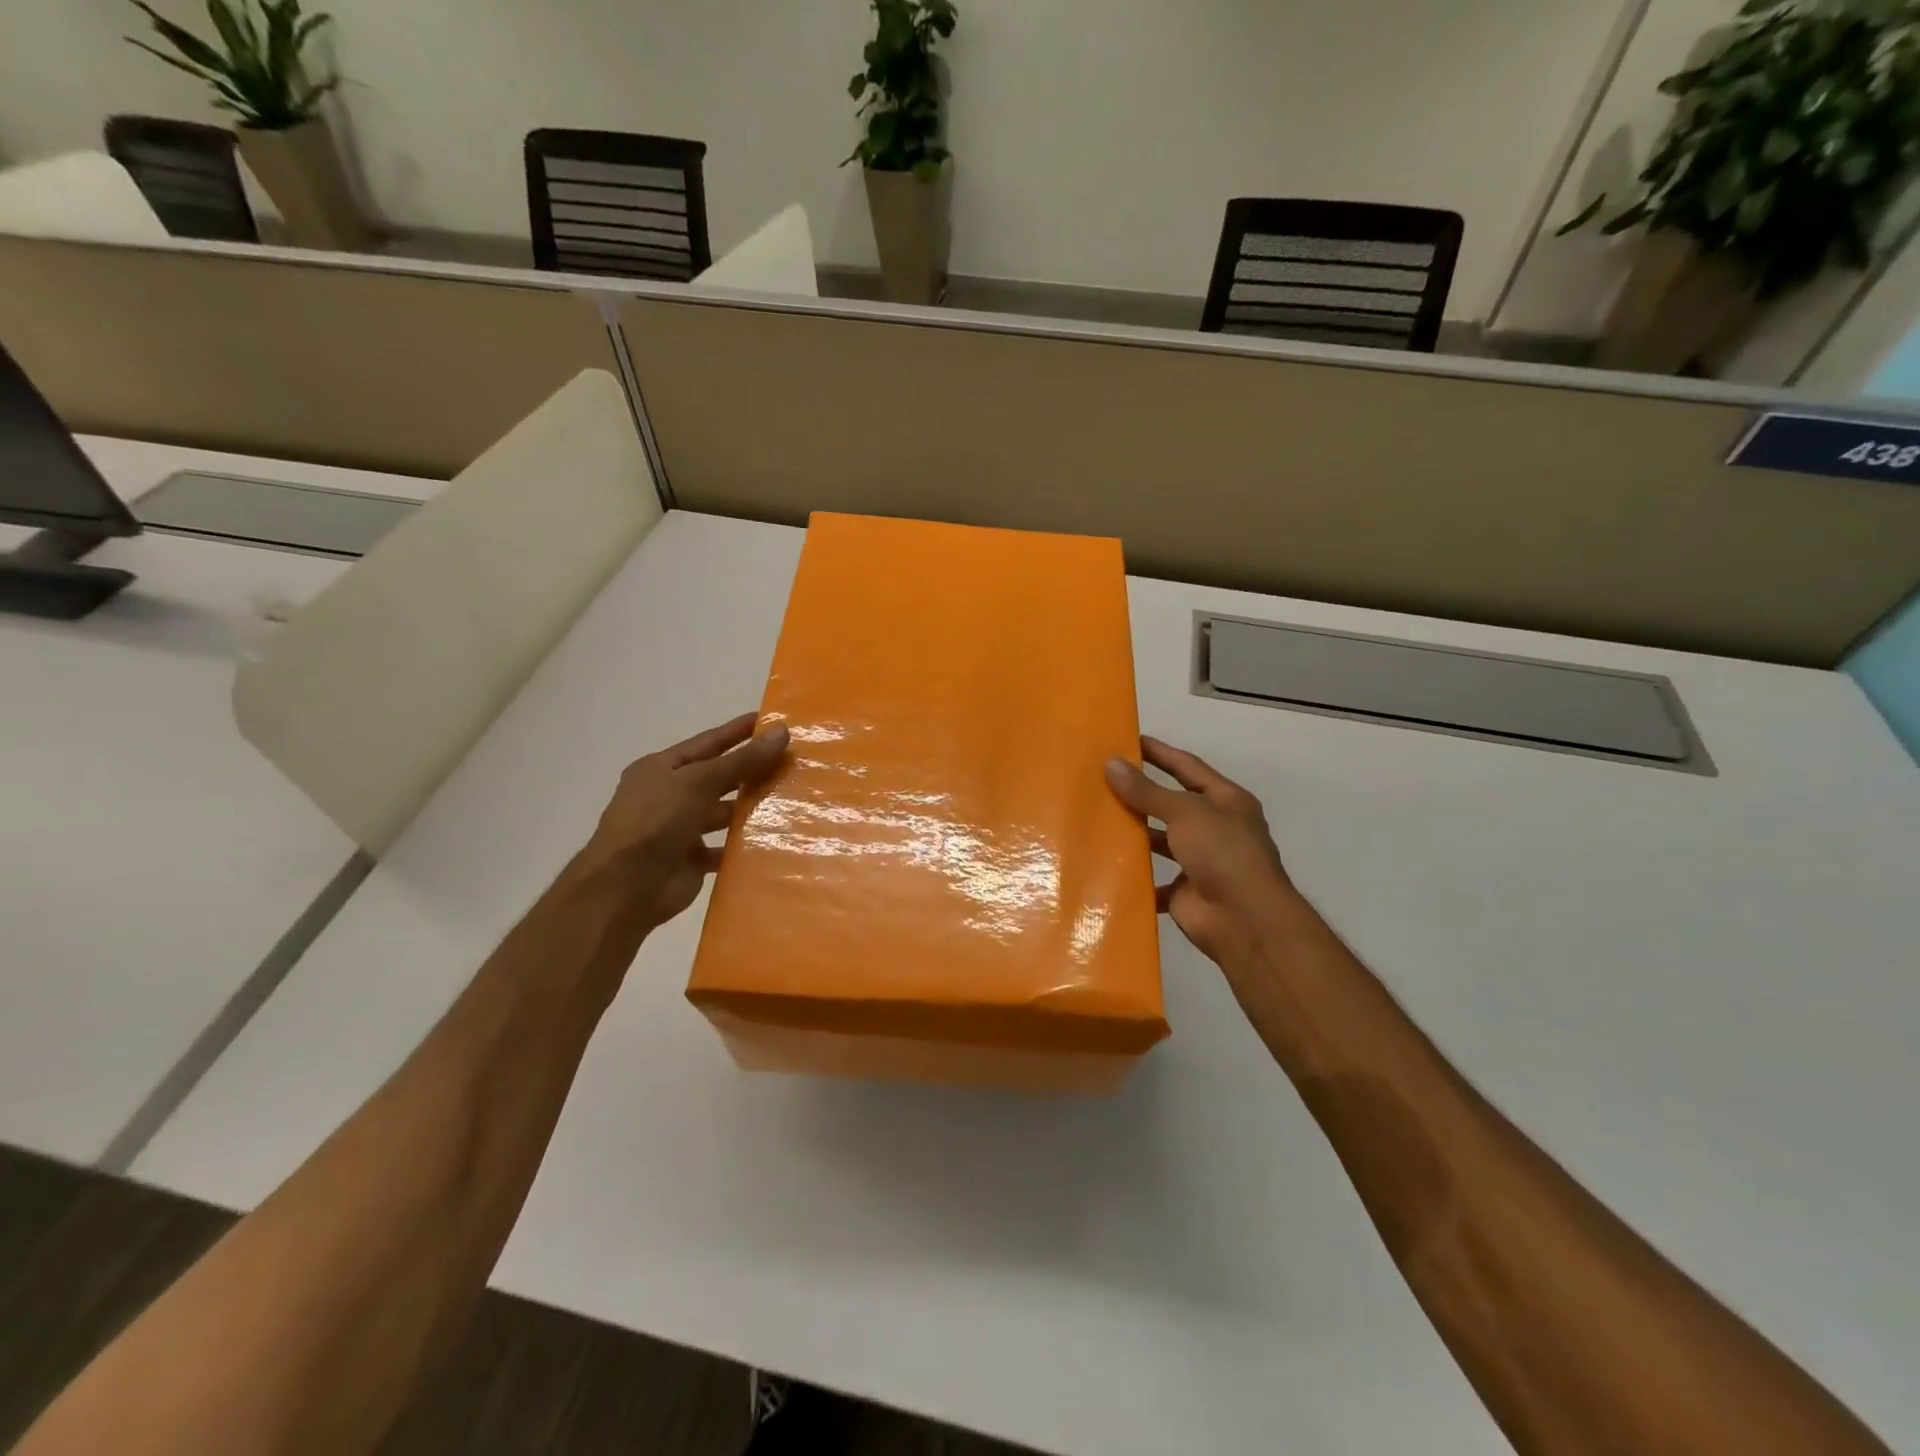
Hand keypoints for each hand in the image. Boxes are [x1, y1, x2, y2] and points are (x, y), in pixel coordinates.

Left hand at [578, 712, 789, 933]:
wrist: (626, 888)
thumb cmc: (656, 822)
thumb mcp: (700, 782)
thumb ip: (742, 760)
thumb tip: (782, 731)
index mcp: (662, 769)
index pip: (708, 743)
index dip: (739, 731)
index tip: (772, 721)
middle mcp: (669, 795)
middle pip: (718, 777)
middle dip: (751, 770)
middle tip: (792, 761)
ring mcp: (680, 829)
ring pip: (723, 813)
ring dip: (750, 807)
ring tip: (791, 798)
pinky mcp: (691, 860)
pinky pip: (724, 847)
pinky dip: (744, 844)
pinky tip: (774, 838)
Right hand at [1105, 737, 1302, 968]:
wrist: (1244, 920)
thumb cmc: (1222, 853)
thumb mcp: (1185, 812)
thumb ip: (1147, 791)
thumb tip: (1111, 763)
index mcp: (1225, 801)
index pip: (1188, 767)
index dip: (1159, 753)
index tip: (1128, 741)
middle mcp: (1215, 828)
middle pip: (1172, 804)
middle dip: (1141, 793)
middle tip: (1102, 779)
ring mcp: (1200, 862)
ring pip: (1160, 841)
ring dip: (1135, 833)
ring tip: (1096, 819)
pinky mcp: (1184, 892)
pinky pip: (1153, 879)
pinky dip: (1133, 875)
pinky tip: (1104, 863)